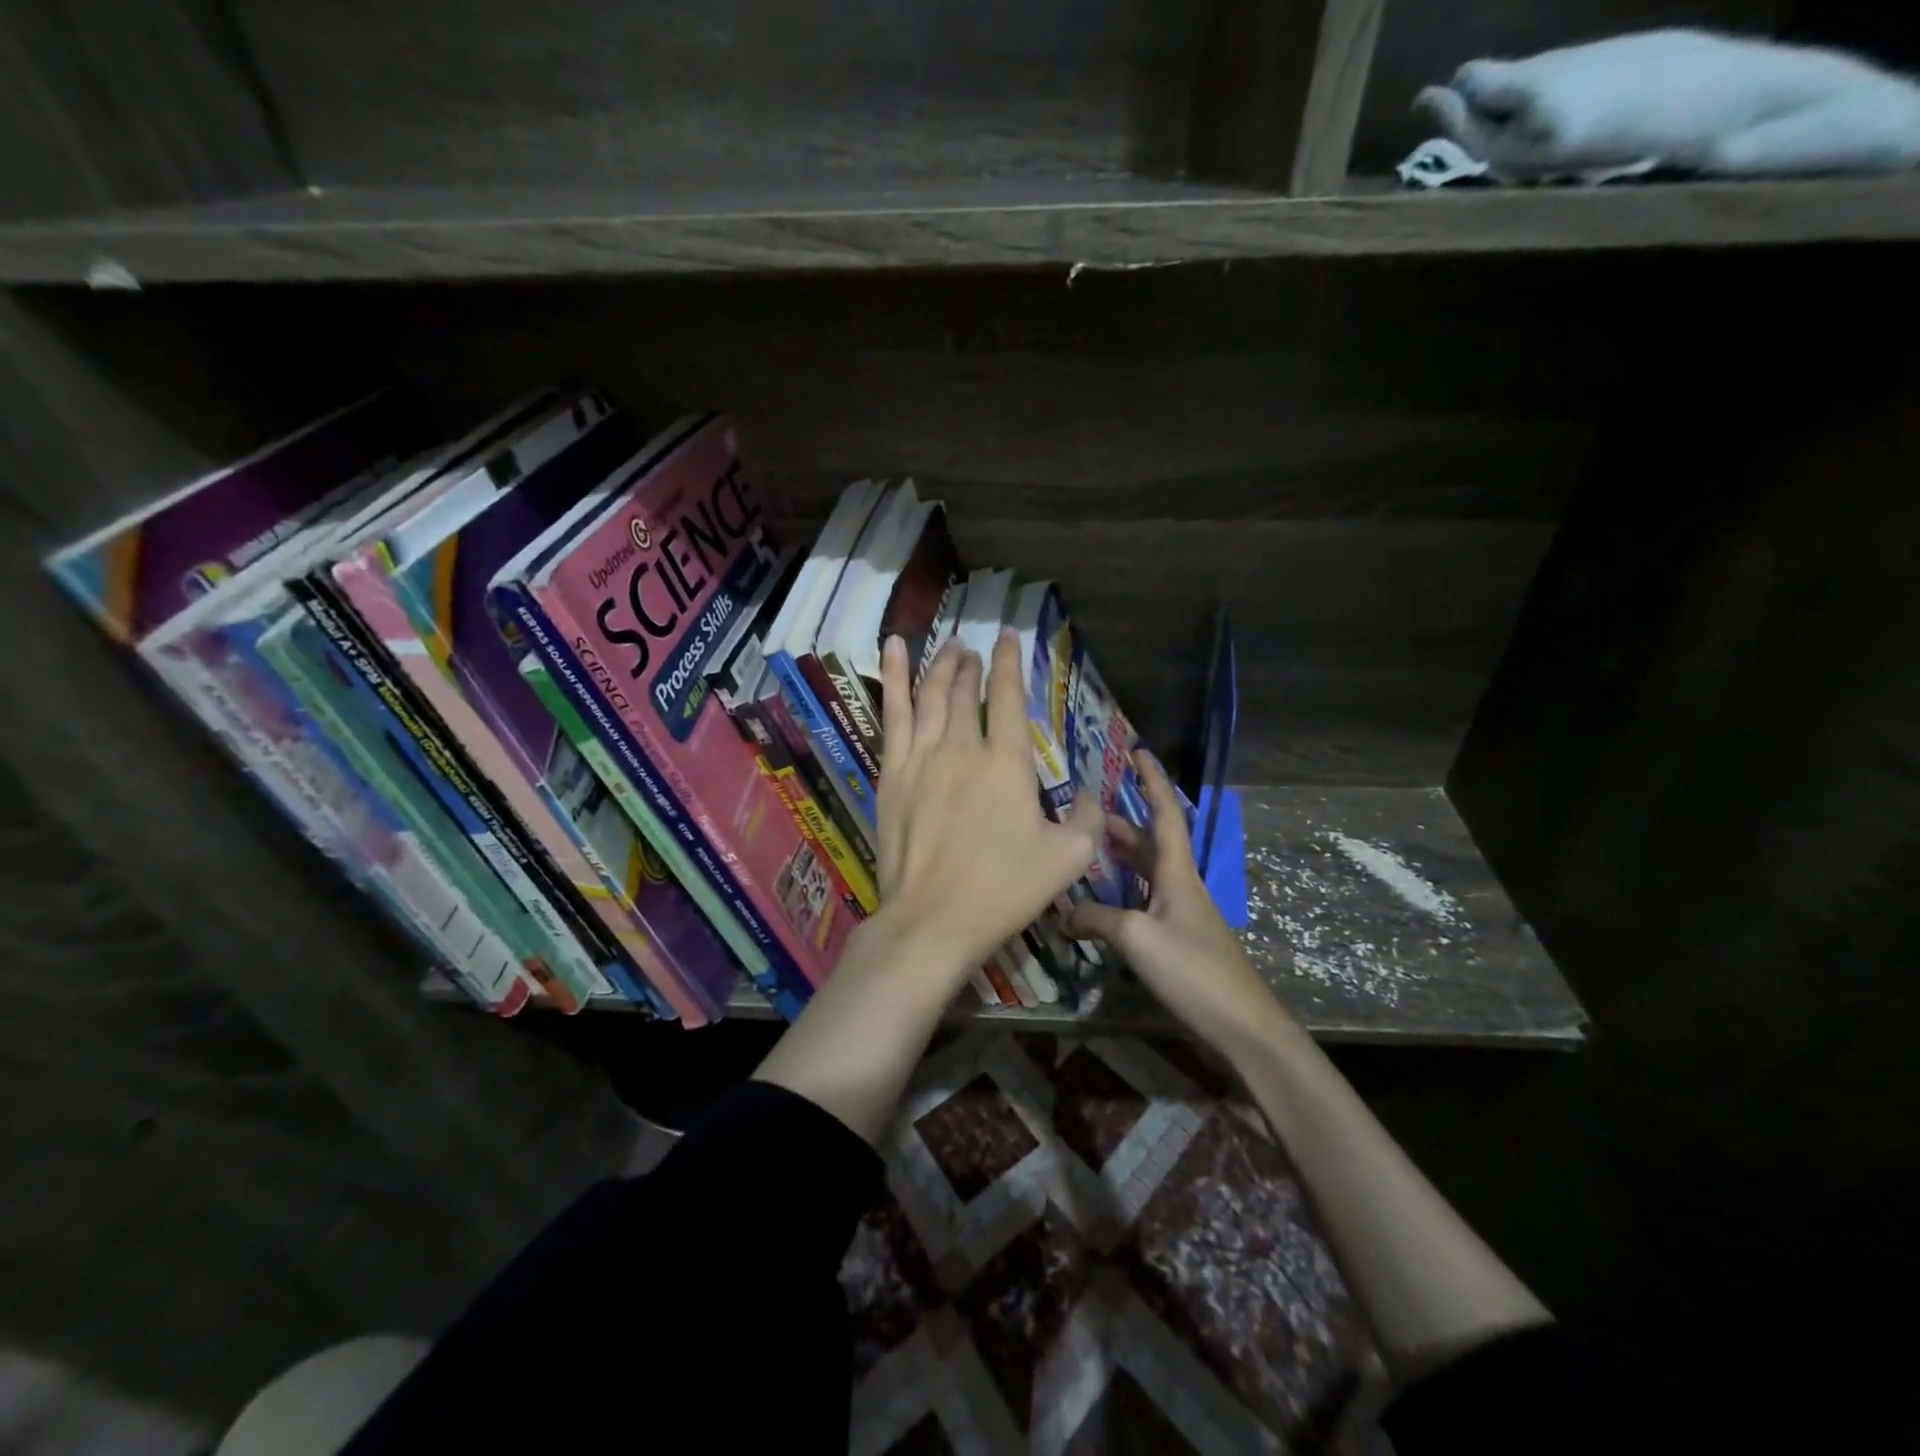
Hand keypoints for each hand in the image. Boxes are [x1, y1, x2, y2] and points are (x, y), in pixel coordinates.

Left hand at [871, 629, 1102, 989]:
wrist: (933, 919)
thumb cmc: (1004, 889)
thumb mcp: (1067, 858)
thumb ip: (1087, 819)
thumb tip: (1091, 794)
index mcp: (1007, 763)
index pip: (1008, 697)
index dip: (1009, 662)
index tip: (1007, 636)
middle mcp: (963, 747)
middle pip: (965, 691)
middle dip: (971, 665)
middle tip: (973, 649)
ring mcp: (922, 758)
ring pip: (930, 695)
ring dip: (940, 666)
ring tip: (947, 647)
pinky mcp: (892, 774)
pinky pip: (892, 714)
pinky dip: (894, 678)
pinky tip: (893, 652)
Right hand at [1066, 751, 1297, 1058]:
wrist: (1241, 1024)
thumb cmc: (1193, 971)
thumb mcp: (1138, 939)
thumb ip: (1096, 920)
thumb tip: (1061, 914)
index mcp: (1177, 872)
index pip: (1165, 813)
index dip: (1153, 781)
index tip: (1139, 752)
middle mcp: (1181, 884)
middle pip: (1152, 840)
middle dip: (1124, 820)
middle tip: (1088, 810)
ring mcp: (1182, 912)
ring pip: (1148, 870)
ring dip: (1122, 855)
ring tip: (1089, 847)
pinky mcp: (1179, 938)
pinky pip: (1146, 898)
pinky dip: (1123, 890)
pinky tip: (1102, 901)